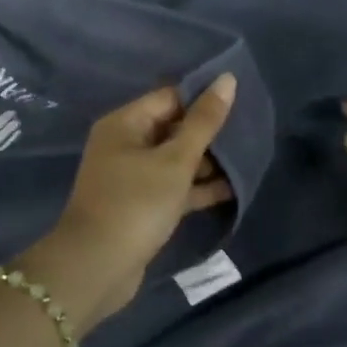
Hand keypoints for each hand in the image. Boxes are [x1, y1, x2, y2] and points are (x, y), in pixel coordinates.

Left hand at [16, 76, 236, 335]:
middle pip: (173, 127)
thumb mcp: (175, 160)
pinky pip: (172, 187)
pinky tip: (232, 189)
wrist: (97, 268)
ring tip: (248, 160)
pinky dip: (197, 188)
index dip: (203, 98)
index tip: (241, 101)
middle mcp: (124, 144)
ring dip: (206, 161)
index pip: (169, 97)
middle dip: (208, 132)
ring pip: (174, 160)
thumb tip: (227, 78)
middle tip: (249, 131)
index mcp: (124, 123)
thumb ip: (204, 121)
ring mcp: (131, 177)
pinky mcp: (140, 206)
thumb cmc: (136, 204)